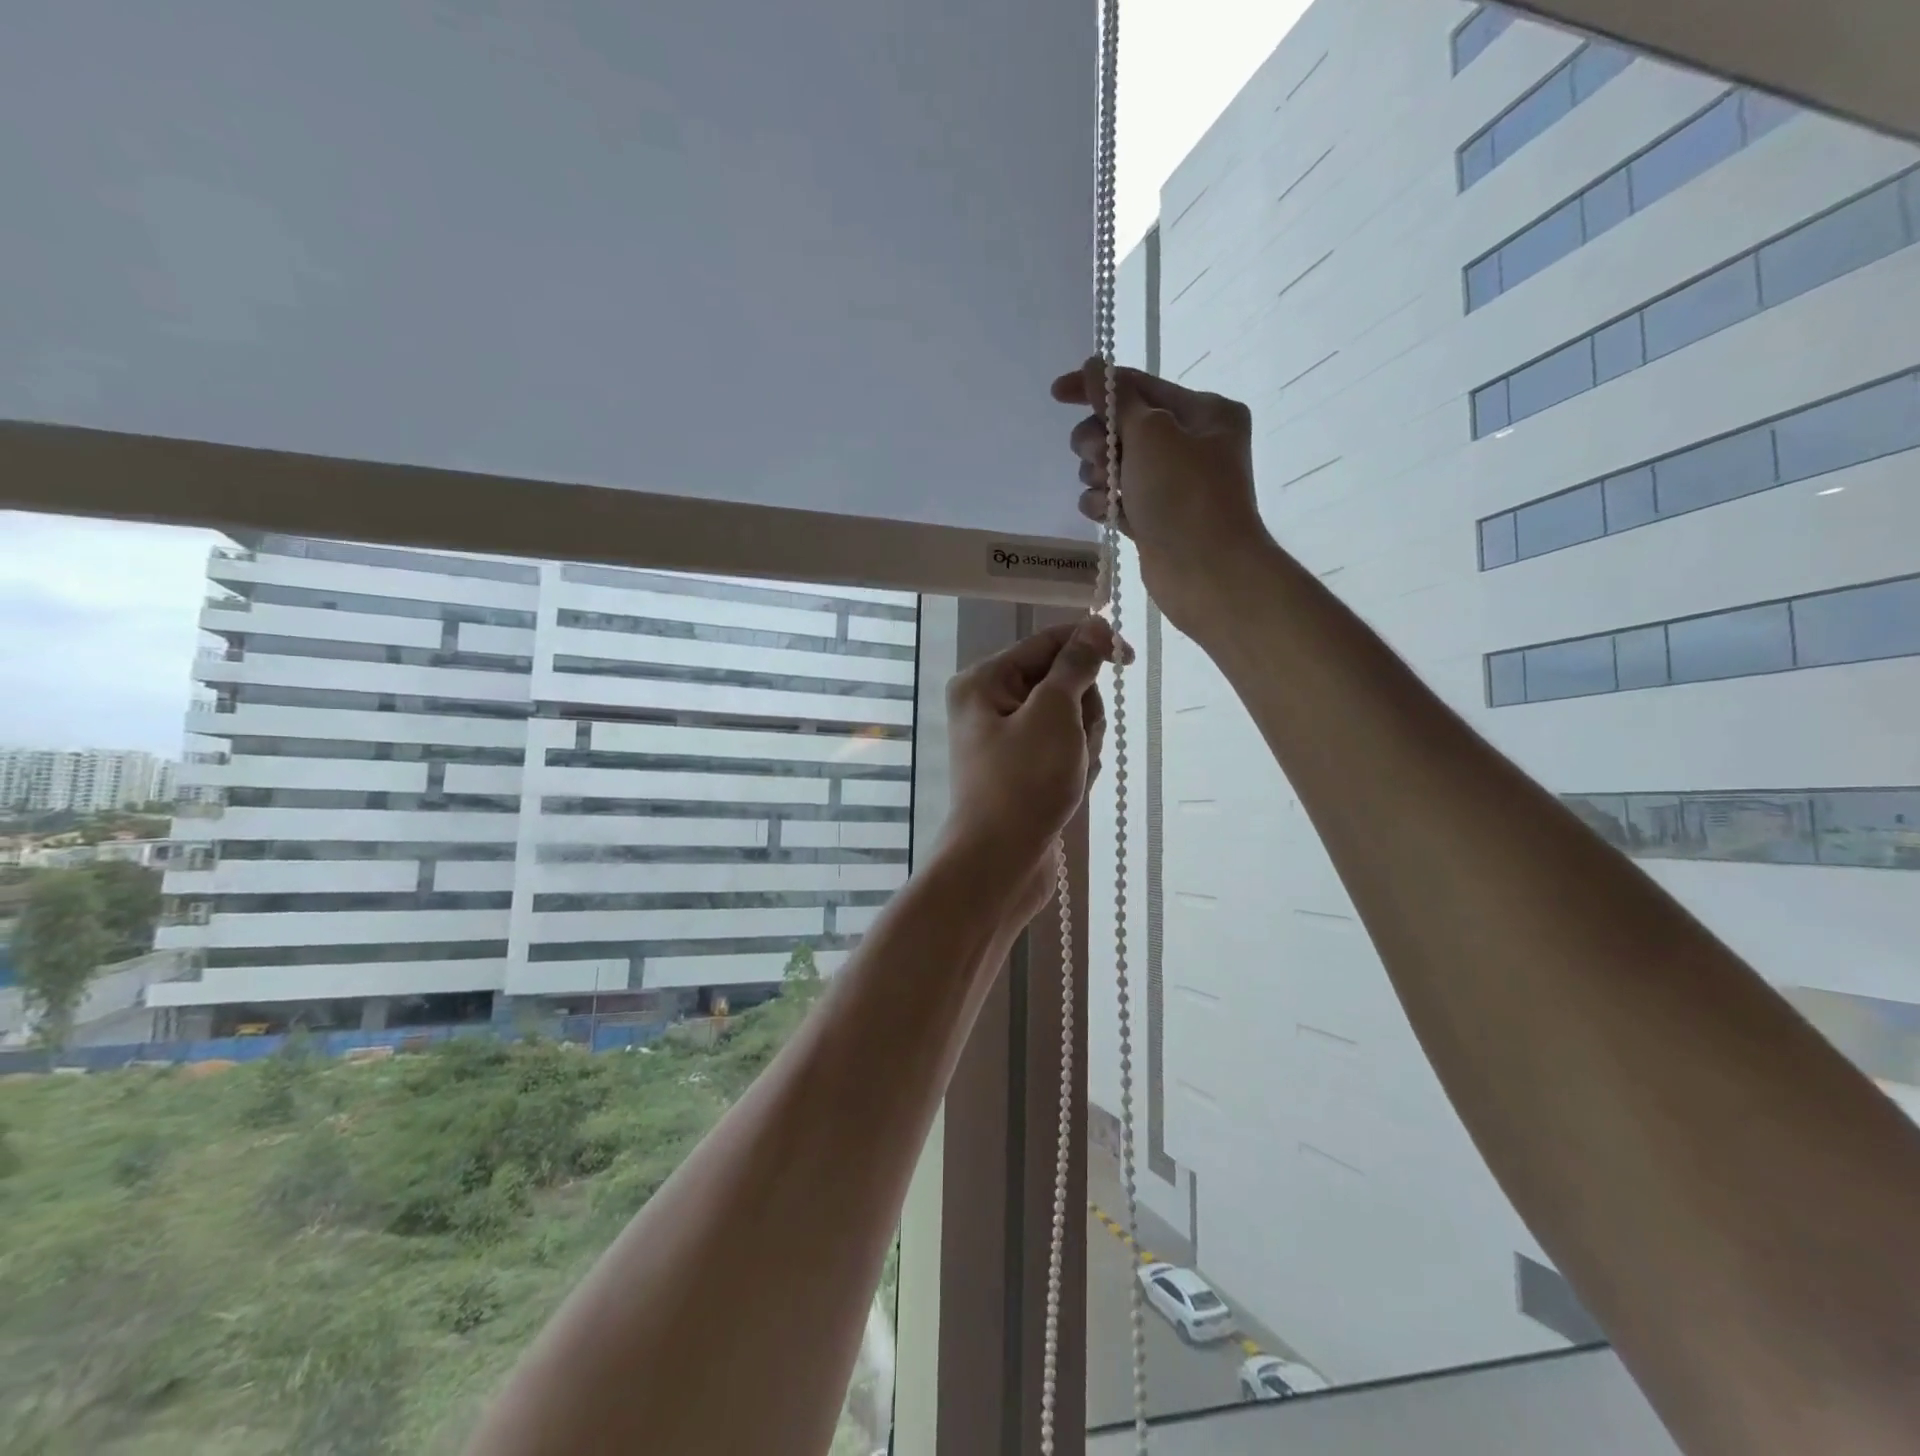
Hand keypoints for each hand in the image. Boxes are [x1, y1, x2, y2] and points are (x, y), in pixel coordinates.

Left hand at [942, 619, 1114, 910]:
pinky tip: (1071, 790)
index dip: (1091, 644)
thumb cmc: (1023, 783)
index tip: (1130, 658)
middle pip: (1062, 682)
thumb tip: (1094, 626)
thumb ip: (1076, 666)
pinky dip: (1077, 766)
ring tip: (1071, 772)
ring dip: (1083, 742)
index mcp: (984, 681)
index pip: (1048, 642)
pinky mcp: (1023, 771)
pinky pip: (1064, 751)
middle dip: (1083, 710)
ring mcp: (1007, 741)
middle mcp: (990, 705)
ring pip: (1069, 719)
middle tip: (1075, 742)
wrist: (1000, 865)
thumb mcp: (1053, 714)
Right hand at [1051, 358, 1271, 632]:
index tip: (1056, 393)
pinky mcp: (1154, 519)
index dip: (1095, 387)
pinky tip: (1105, 513)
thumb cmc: (1184, 495)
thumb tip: (1093, 367)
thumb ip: (1117, 399)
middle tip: (1098, 456)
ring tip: (1108, 491)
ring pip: (1114, 465)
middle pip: (1122, 427)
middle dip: (1100, 440)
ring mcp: (1171, 485)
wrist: (1206, 573)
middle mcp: (1190, 444)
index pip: (1139, 386)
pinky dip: (1105, 503)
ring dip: (1099, 474)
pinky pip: (1117, 499)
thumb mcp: (1151, 433)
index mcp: (1204, 412)